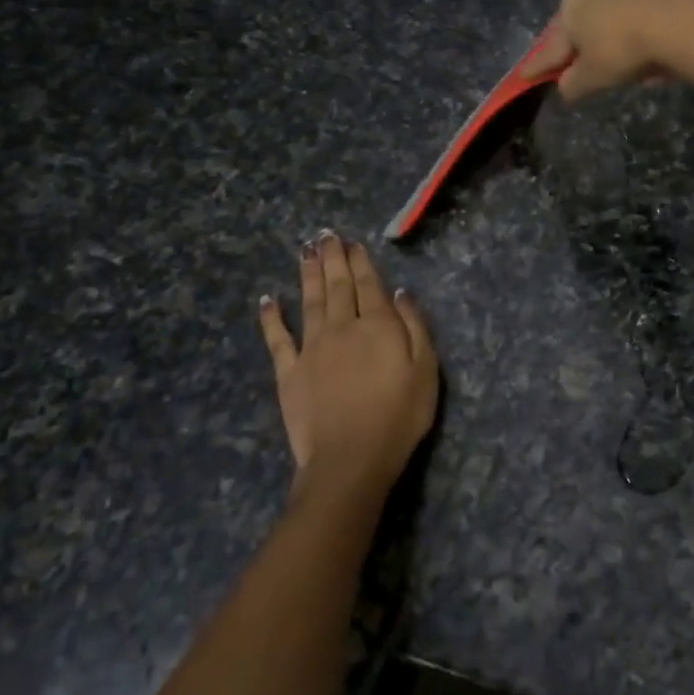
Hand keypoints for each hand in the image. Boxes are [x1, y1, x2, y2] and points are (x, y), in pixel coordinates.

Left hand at [258, 232, 437, 502]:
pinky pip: (277, 339)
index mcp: (378, 325)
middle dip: (332, 258)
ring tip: (305, 251)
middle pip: (337, 286)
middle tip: (325, 235)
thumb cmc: (399, 416)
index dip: (361, 262)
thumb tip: (401, 293)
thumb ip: (414, 327)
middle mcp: (342, 327)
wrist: (351, 459)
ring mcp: (312, 348)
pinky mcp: (289, 372)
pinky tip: (268, 299)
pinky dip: (272, 317)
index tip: (353, 242)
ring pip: (309, 301)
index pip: (369, 285)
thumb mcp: (425, 370)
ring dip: (307, 274)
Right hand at [524, 0, 693, 100]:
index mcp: (572, 9)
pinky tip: (657, 51)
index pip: (550, 46)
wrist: (679, 23)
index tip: (526, 75)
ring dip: (617, 35)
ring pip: (617, 16)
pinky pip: (648, 16)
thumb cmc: (623, 51)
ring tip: (626, 62)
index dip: (539, 65)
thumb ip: (573, 85)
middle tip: (581, 64)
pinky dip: (647, 31)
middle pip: (584, 23)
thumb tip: (564, 88)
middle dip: (581, 44)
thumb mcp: (592, 78)